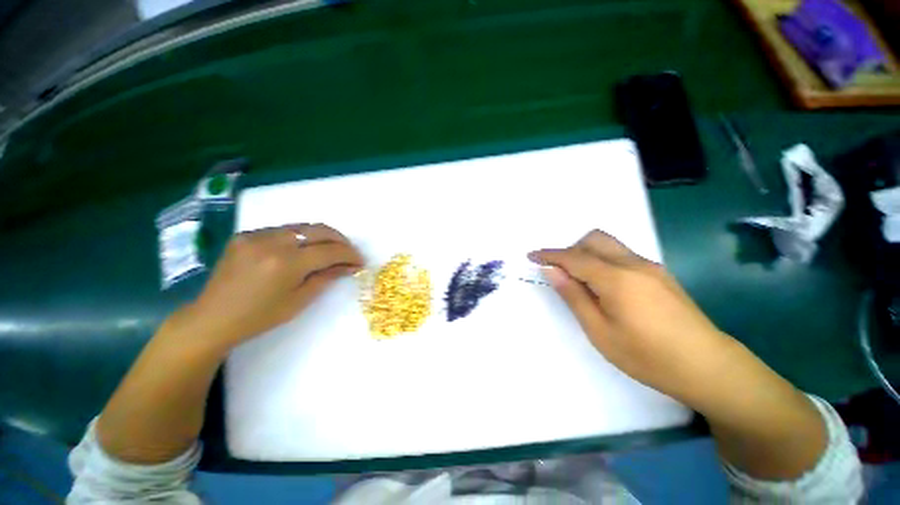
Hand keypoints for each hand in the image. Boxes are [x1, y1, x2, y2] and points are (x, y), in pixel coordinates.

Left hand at [172, 223, 363, 351]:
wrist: (211, 318)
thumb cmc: (259, 317)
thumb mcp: (299, 301)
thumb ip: (326, 278)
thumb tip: (348, 266)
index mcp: (287, 263)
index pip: (330, 251)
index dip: (350, 255)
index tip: (360, 262)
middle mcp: (273, 242)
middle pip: (319, 230)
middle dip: (340, 240)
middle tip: (349, 253)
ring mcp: (257, 235)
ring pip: (302, 226)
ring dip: (322, 236)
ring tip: (330, 250)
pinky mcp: (246, 235)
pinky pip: (283, 230)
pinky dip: (300, 237)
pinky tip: (302, 250)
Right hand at [529, 230, 736, 402]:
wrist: (709, 367)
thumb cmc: (647, 356)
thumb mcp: (600, 331)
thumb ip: (574, 296)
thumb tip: (552, 271)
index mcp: (616, 278)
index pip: (573, 257)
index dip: (549, 254)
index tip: (531, 255)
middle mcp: (633, 263)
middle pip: (593, 239)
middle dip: (570, 250)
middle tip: (561, 273)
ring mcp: (650, 267)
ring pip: (609, 245)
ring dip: (587, 254)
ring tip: (581, 281)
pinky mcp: (659, 274)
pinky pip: (622, 255)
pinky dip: (603, 260)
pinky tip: (605, 286)